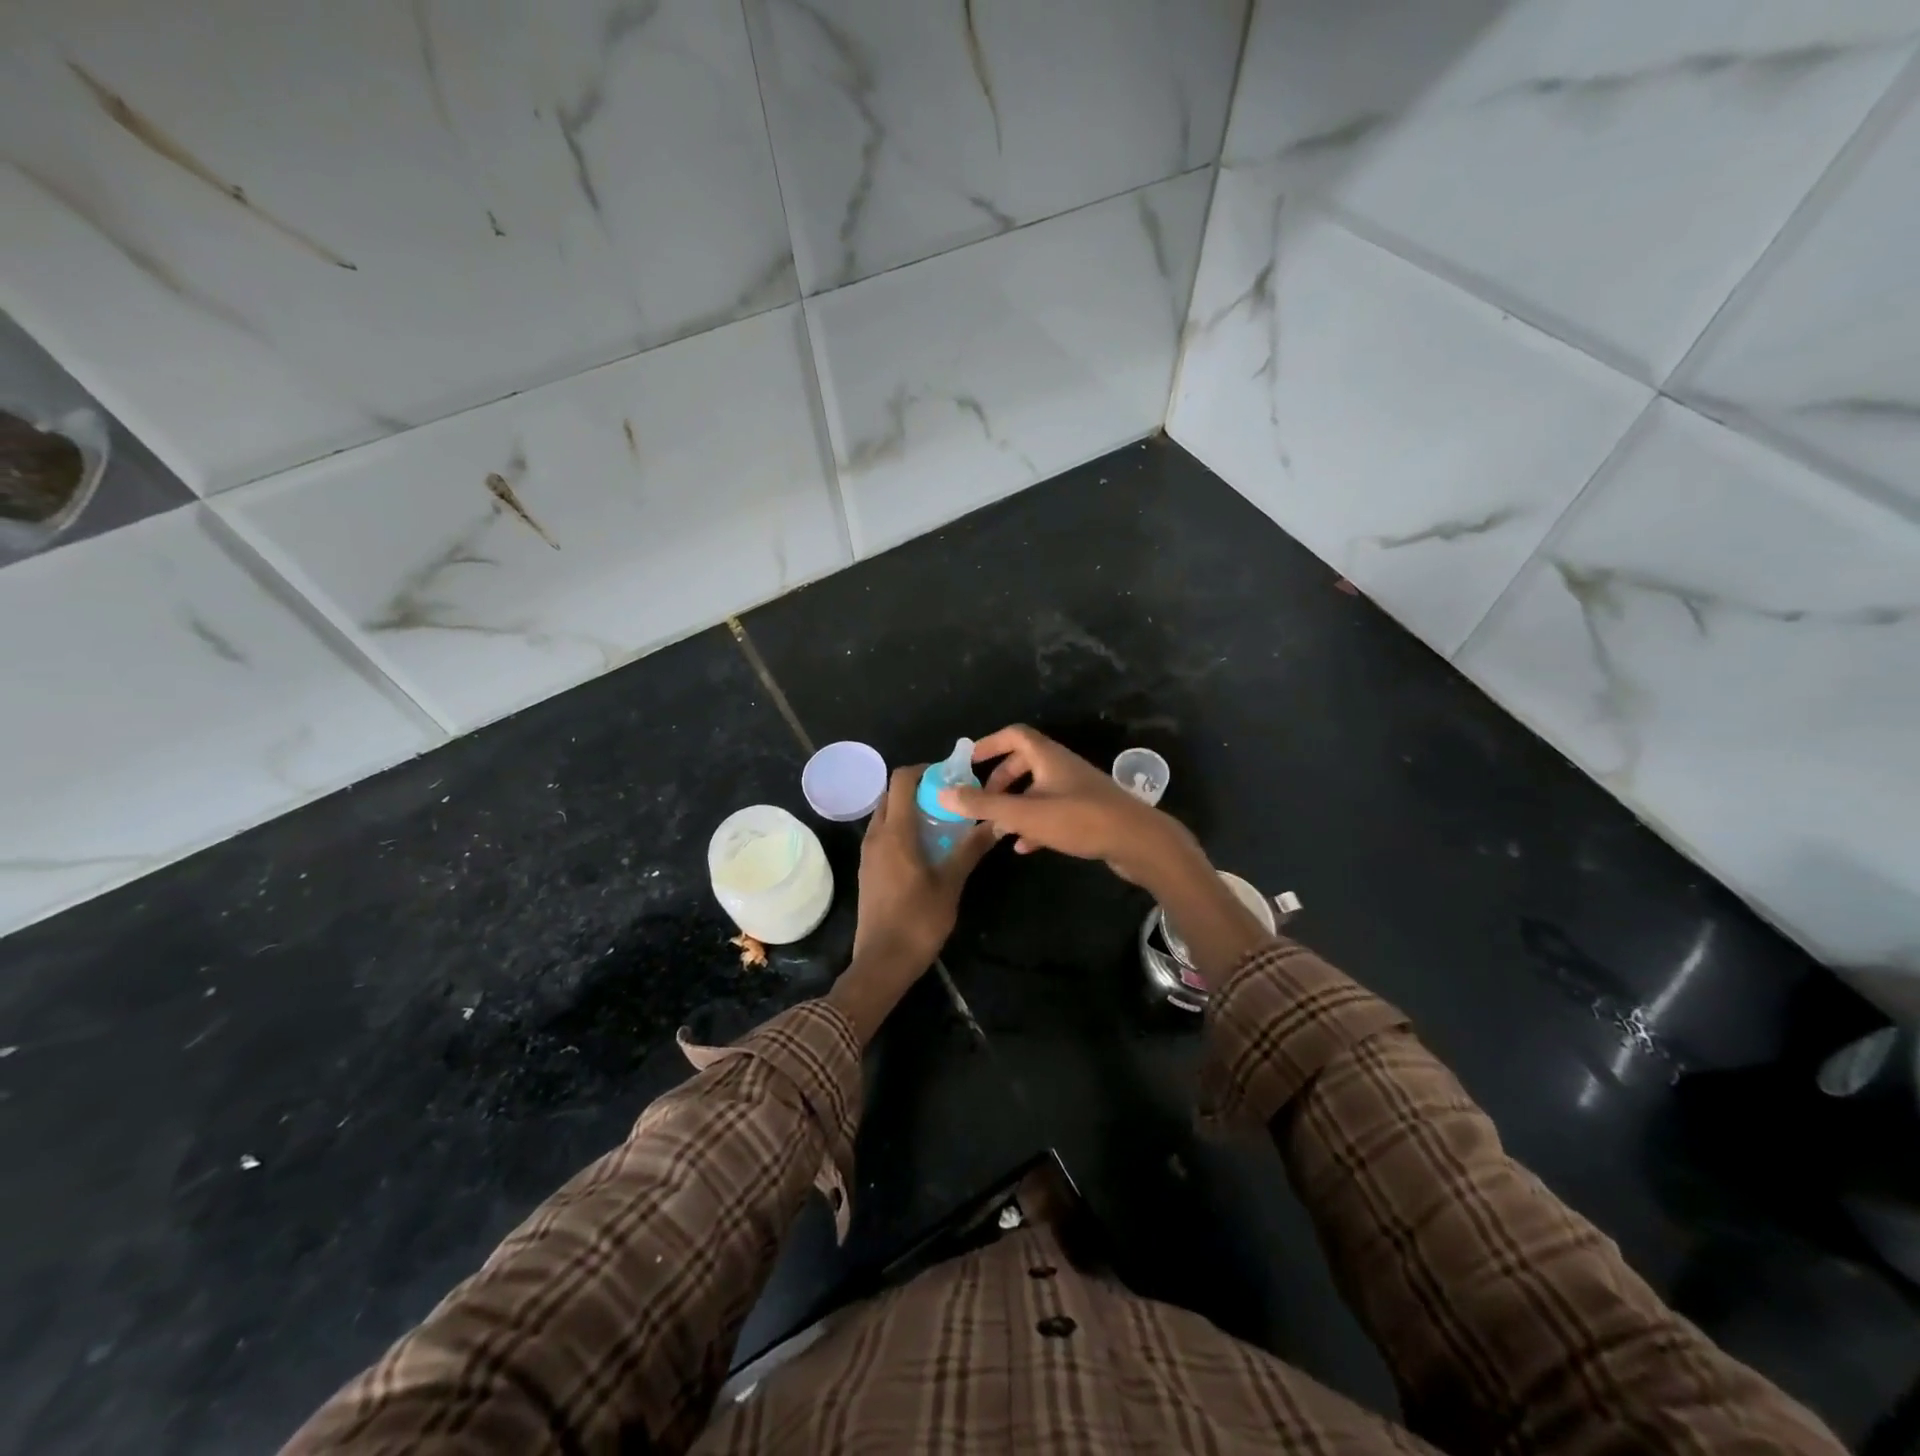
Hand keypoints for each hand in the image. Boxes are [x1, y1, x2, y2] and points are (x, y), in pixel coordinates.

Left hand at [831, 766, 991, 1045]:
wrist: (882, 962)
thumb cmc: (918, 920)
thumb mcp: (951, 883)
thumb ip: (971, 848)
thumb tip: (999, 822)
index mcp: (895, 832)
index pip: (901, 779)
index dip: (924, 769)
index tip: (950, 776)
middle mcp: (876, 836)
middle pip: (892, 794)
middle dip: (919, 788)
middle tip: (950, 798)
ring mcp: (868, 854)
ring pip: (887, 815)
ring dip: (911, 809)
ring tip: (942, 821)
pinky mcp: (868, 870)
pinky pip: (884, 835)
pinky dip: (903, 829)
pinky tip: (927, 847)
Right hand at [944, 725, 1271, 979]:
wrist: (1138, 842)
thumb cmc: (1079, 819)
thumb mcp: (1025, 813)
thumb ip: (984, 804)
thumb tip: (943, 792)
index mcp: (1048, 756)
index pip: (1014, 735)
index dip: (989, 744)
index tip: (968, 762)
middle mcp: (1062, 767)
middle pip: (1025, 762)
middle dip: (999, 780)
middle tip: (981, 799)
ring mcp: (1077, 790)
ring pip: (1038, 790)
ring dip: (1015, 805)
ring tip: (997, 828)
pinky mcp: (1088, 813)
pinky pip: (1053, 812)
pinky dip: (1034, 824)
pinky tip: (1023, 847)